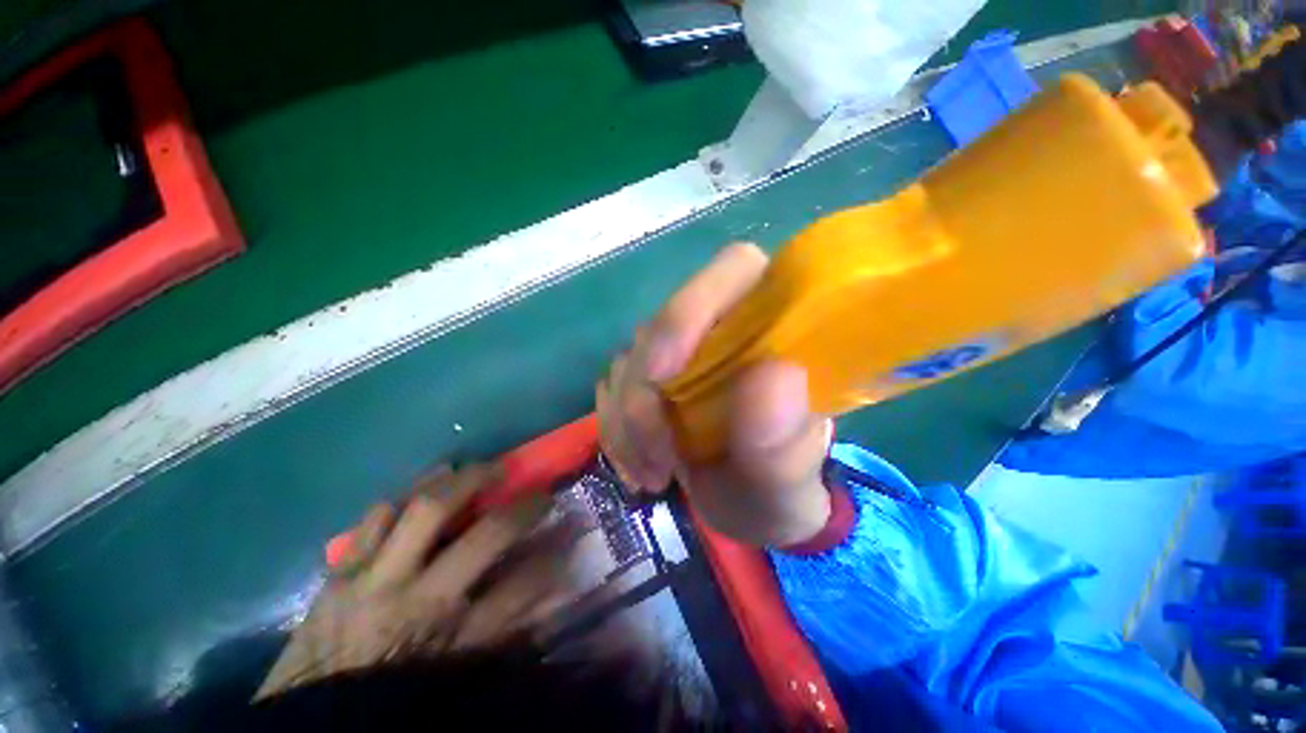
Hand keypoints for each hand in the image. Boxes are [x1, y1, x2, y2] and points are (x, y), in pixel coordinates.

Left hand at [256, 464, 580, 698]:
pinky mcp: (341, 572)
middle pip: (488, 535)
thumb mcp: (455, 682)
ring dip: (465, 480)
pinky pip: (375, 517)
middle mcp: (421, 600)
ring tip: (485, 467)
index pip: (526, 584)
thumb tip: (547, 598)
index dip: (558, 552)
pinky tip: (424, 485)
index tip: (577, 528)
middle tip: (541, 491)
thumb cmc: (389, 705)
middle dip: (525, 507)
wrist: (304, 723)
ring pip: (429, 509)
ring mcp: (376, 580)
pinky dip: (404, 495)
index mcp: (451, 639)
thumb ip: (503, 637)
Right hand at [596, 243, 832, 547]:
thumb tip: (775, 376)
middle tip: (660, 460)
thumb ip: (786, 444)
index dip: (691, 309)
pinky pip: (610, 387)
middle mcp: (723, 328)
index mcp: (775, 333)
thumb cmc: (777, 493)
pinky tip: (639, 464)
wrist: (747, 508)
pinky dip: (615, 430)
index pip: (735, 269)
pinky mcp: (649, 376)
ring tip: (654, 473)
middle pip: (661, 323)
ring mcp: (681, 351)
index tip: (662, 377)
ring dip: (626, 422)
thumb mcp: (785, 489)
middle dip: (644, 395)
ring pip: (627, 359)